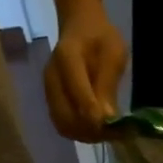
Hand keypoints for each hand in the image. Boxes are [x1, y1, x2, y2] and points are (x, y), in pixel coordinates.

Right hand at [45, 10, 127, 141]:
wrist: (80, 27)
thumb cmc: (101, 37)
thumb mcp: (114, 53)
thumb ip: (108, 84)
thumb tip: (107, 118)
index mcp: (67, 58)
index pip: (77, 93)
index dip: (94, 115)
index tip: (113, 127)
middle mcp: (52, 77)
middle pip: (65, 116)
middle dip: (90, 130)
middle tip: (112, 134)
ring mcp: (49, 90)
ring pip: (62, 124)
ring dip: (85, 135)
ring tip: (106, 134)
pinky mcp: (52, 99)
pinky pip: (62, 124)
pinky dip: (79, 132)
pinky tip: (96, 130)